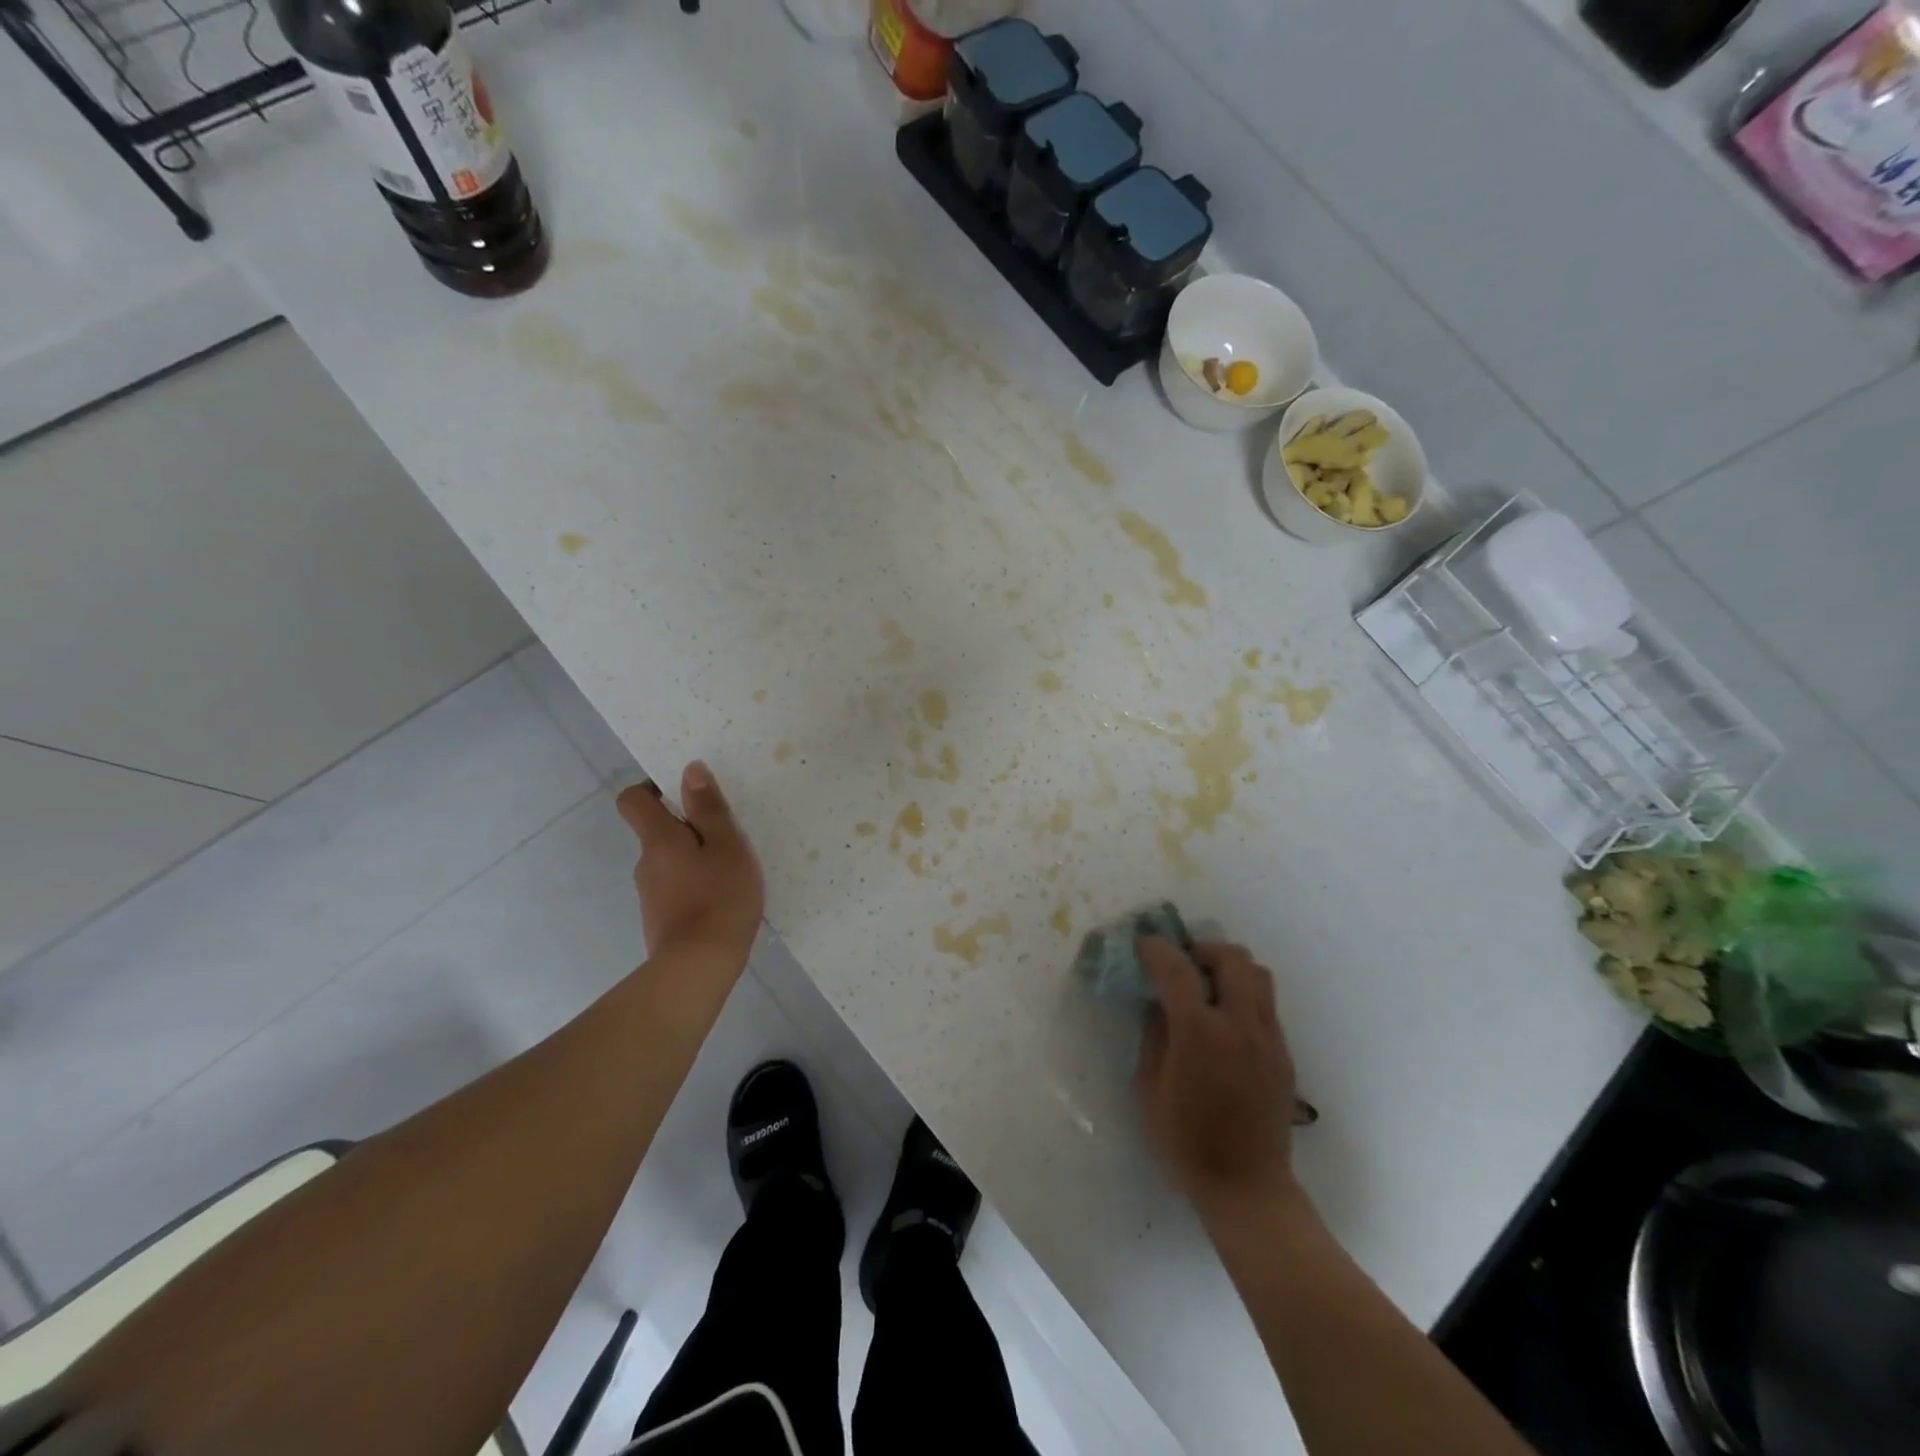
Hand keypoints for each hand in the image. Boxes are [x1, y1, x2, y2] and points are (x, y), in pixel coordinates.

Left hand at [617, 762, 763, 969]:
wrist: (698, 968)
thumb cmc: (719, 897)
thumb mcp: (727, 845)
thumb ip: (709, 808)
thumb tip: (689, 770)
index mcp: (658, 840)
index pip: (632, 800)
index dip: (652, 788)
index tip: (684, 792)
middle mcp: (645, 863)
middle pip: (657, 832)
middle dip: (687, 828)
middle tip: (726, 834)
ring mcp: (650, 895)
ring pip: (670, 862)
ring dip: (694, 859)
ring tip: (731, 870)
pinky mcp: (660, 920)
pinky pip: (676, 889)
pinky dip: (695, 886)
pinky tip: (722, 899)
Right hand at [1136, 938, 1301, 1225]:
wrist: (1247, 1188)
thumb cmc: (1186, 1143)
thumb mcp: (1150, 1089)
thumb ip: (1155, 1036)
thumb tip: (1159, 1004)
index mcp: (1199, 1033)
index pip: (1177, 969)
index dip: (1157, 949)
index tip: (1145, 944)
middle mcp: (1239, 1025)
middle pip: (1231, 958)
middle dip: (1202, 950)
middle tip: (1182, 965)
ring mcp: (1268, 1038)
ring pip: (1258, 974)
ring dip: (1229, 968)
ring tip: (1207, 987)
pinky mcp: (1283, 1054)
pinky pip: (1265, 1004)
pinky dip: (1243, 995)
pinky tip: (1225, 1022)